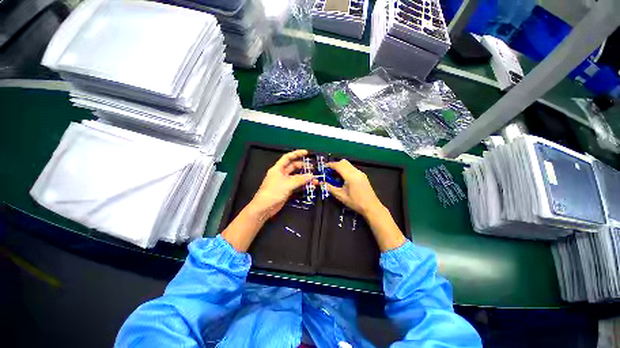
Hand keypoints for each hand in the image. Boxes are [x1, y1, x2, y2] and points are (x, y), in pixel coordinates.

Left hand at [249, 149, 316, 220]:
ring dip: (305, 177)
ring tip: (314, 178)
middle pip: (293, 167)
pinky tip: (310, 185)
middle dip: (303, 166)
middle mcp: (281, 174)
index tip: (306, 153)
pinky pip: (297, 185)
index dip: (297, 153)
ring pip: (296, 177)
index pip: (288, 157)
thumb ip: (300, 180)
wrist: (264, 207)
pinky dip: (303, 185)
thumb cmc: (273, 192)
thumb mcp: (287, 184)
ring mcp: (284, 182)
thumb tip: (312, 176)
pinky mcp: (287, 190)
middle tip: (312, 168)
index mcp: (278, 168)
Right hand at [325, 159, 382, 216]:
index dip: (330, 165)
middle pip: (344, 162)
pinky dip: (345, 170)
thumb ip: (330, 188)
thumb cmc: (356, 202)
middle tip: (329, 172)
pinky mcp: (363, 176)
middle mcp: (356, 172)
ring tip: (335, 176)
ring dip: (340, 167)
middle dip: (335, 165)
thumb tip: (322, 183)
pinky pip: (352, 169)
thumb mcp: (341, 196)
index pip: (338, 165)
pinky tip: (343, 179)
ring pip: (348, 165)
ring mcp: (360, 173)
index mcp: (350, 176)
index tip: (324, 168)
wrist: (371, 207)